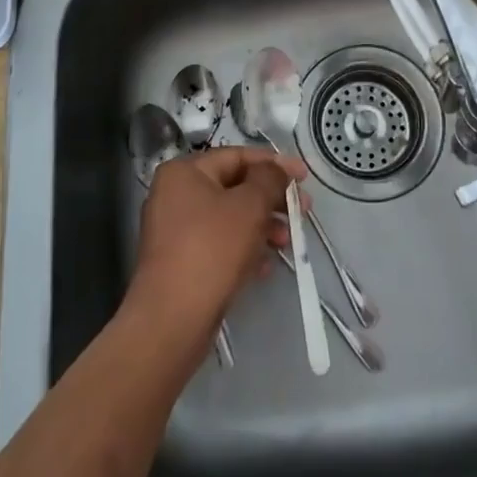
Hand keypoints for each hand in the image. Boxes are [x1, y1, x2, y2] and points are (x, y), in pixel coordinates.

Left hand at [126, 147, 307, 345]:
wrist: (171, 321)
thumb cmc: (211, 250)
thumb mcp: (249, 206)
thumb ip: (269, 179)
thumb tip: (276, 170)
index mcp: (184, 171)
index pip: (237, 156)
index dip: (275, 163)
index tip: (304, 177)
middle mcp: (175, 194)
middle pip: (234, 187)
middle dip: (271, 199)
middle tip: (302, 211)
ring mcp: (175, 230)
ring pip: (229, 218)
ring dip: (262, 226)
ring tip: (287, 243)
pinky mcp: (180, 262)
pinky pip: (219, 244)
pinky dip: (244, 249)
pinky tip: (265, 266)